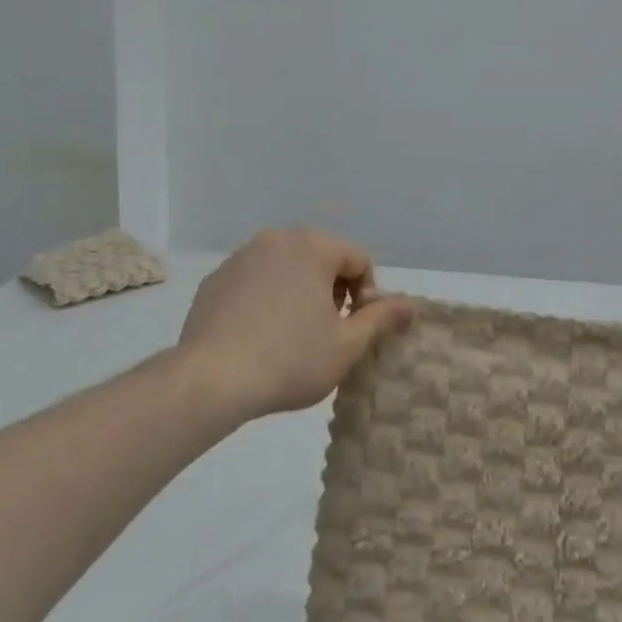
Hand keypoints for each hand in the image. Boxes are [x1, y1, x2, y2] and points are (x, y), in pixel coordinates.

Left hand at [177, 229, 413, 423]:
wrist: (211, 380)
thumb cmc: (290, 359)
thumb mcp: (347, 344)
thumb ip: (381, 318)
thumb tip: (411, 304)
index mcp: (312, 247)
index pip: (358, 260)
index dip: (367, 295)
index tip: (355, 329)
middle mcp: (275, 240)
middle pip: (321, 258)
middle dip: (333, 291)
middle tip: (328, 332)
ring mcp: (239, 258)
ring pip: (285, 268)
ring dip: (299, 294)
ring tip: (293, 336)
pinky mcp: (213, 281)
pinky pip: (253, 283)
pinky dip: (265, 300)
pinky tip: (259, 337)